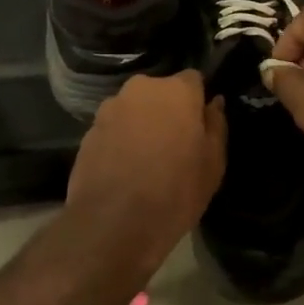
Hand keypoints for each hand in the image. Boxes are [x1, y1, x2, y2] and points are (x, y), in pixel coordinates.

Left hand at [65, 71, 226, 279]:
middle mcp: (140, 89)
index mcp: (176, 91)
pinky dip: (120, 142)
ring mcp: (109, 109)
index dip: (197, 101)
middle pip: (160, 93)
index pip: (193, 80)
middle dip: (167, 111)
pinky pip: (113, 129)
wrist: (114, 223)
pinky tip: (124, 170)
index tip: (199, 126)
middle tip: (174, 145)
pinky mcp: (87, 132)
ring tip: (146, 160)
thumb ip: (216, 125)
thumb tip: (214, 103)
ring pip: (134, 109)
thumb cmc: (176, 191)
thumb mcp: (213, 163)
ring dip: (141, 125)